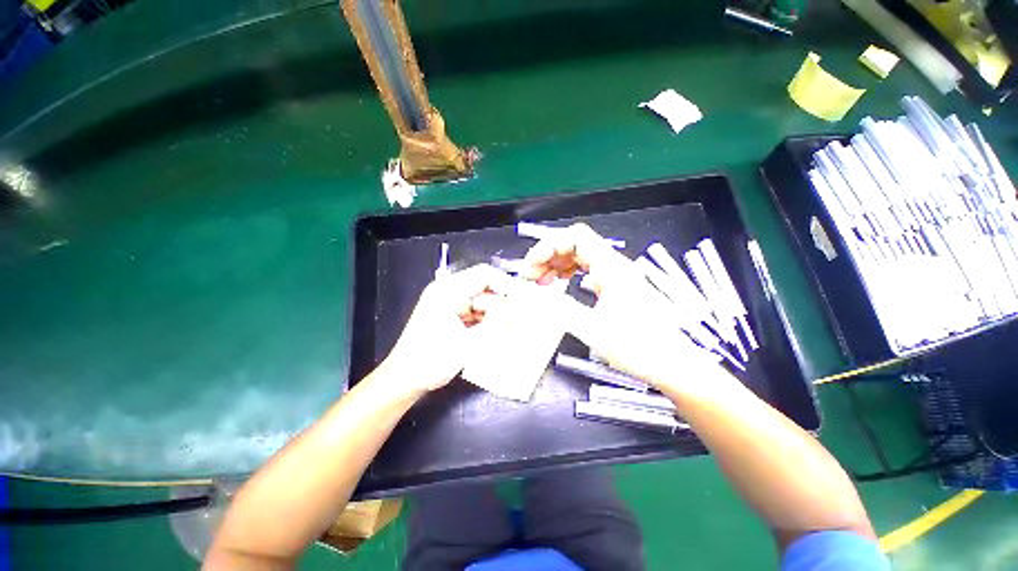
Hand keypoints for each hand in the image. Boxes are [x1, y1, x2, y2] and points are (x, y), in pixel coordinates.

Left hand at [383, 263, 514, 394]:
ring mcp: (451, 305)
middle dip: (502, 306)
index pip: (484, 275)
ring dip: (496, 317)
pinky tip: (496, 336)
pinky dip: (488, 324)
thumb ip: (496, 324)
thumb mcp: (467, 342)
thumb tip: (520, 309)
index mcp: (448, 290)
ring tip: (509, 332)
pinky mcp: (453, 317)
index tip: (523, 300)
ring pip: (484, 304)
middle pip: (486, 290)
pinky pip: (477, 315)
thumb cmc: (430, 360)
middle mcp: (450, 292)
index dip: (506, 284)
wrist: (404, 380)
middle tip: (518, 323)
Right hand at [522, 224, 723, 390]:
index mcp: (611, 268)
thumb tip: (532, 295)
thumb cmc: (637, 349)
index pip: (575, 237)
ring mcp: (616, 275)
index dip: (548, 246)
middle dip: (548, 256)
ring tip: (540, 283)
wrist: (672, 365)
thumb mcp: (592, 330)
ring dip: (556, 264)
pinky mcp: (616, 286)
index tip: (531, 267)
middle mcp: (614, 265)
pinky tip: (558, 286)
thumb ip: (559, 308)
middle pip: (575, 244)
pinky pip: (586, 269)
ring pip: (579, 256)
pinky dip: (567, 274)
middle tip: (531, 278)